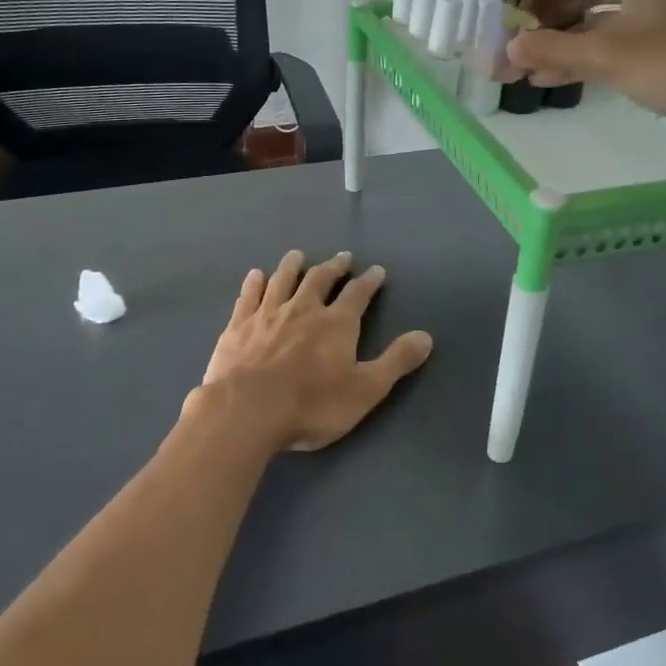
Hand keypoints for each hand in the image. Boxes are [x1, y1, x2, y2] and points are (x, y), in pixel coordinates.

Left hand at [191, 250, 433, 452]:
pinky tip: (256, 275)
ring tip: (298, 255)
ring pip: (283, 280)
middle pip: (320, 279)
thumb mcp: (365, 389)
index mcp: (336, 323)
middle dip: (334, 267)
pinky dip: (255, 283)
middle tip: (342, 257)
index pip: (358, 294)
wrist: (247, 410)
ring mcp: (268, 314)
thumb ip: (396, 362)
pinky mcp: (239, 325)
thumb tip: (426, 336)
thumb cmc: (312, 404)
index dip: (369, 281)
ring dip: (293, 265)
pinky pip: (249, 295)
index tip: (377, 270)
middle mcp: (303, 309)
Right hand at [505, 0, 665, 134]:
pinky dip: (591, 55)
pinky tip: (560, 78)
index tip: (503, 23)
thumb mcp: (609, 55)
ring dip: (565, 45)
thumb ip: (554, 49)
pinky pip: (620, 39)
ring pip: (600, 21)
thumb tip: (508, 47)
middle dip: (546, 26)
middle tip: (513, 51)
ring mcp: (664, 9)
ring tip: (528, 72)